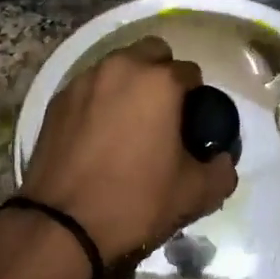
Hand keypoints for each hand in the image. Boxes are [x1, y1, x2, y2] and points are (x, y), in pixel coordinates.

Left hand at [21, 36, 237, 261]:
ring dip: (129, 84)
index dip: (197, 98)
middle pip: (152, 53)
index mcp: (159, 82)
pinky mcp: (57, 100)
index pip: (191, 72)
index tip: (193, 125)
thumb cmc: (136, 202)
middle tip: (164, 114)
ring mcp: (83, 81)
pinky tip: (99, 135)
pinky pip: (89, 88)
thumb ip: (222, 170)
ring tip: (130, 124)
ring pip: (117, 67)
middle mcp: (120, 68)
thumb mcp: (195, 194)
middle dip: (162, 74)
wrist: (62, 225)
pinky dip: (100, 100)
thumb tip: (222, 160)